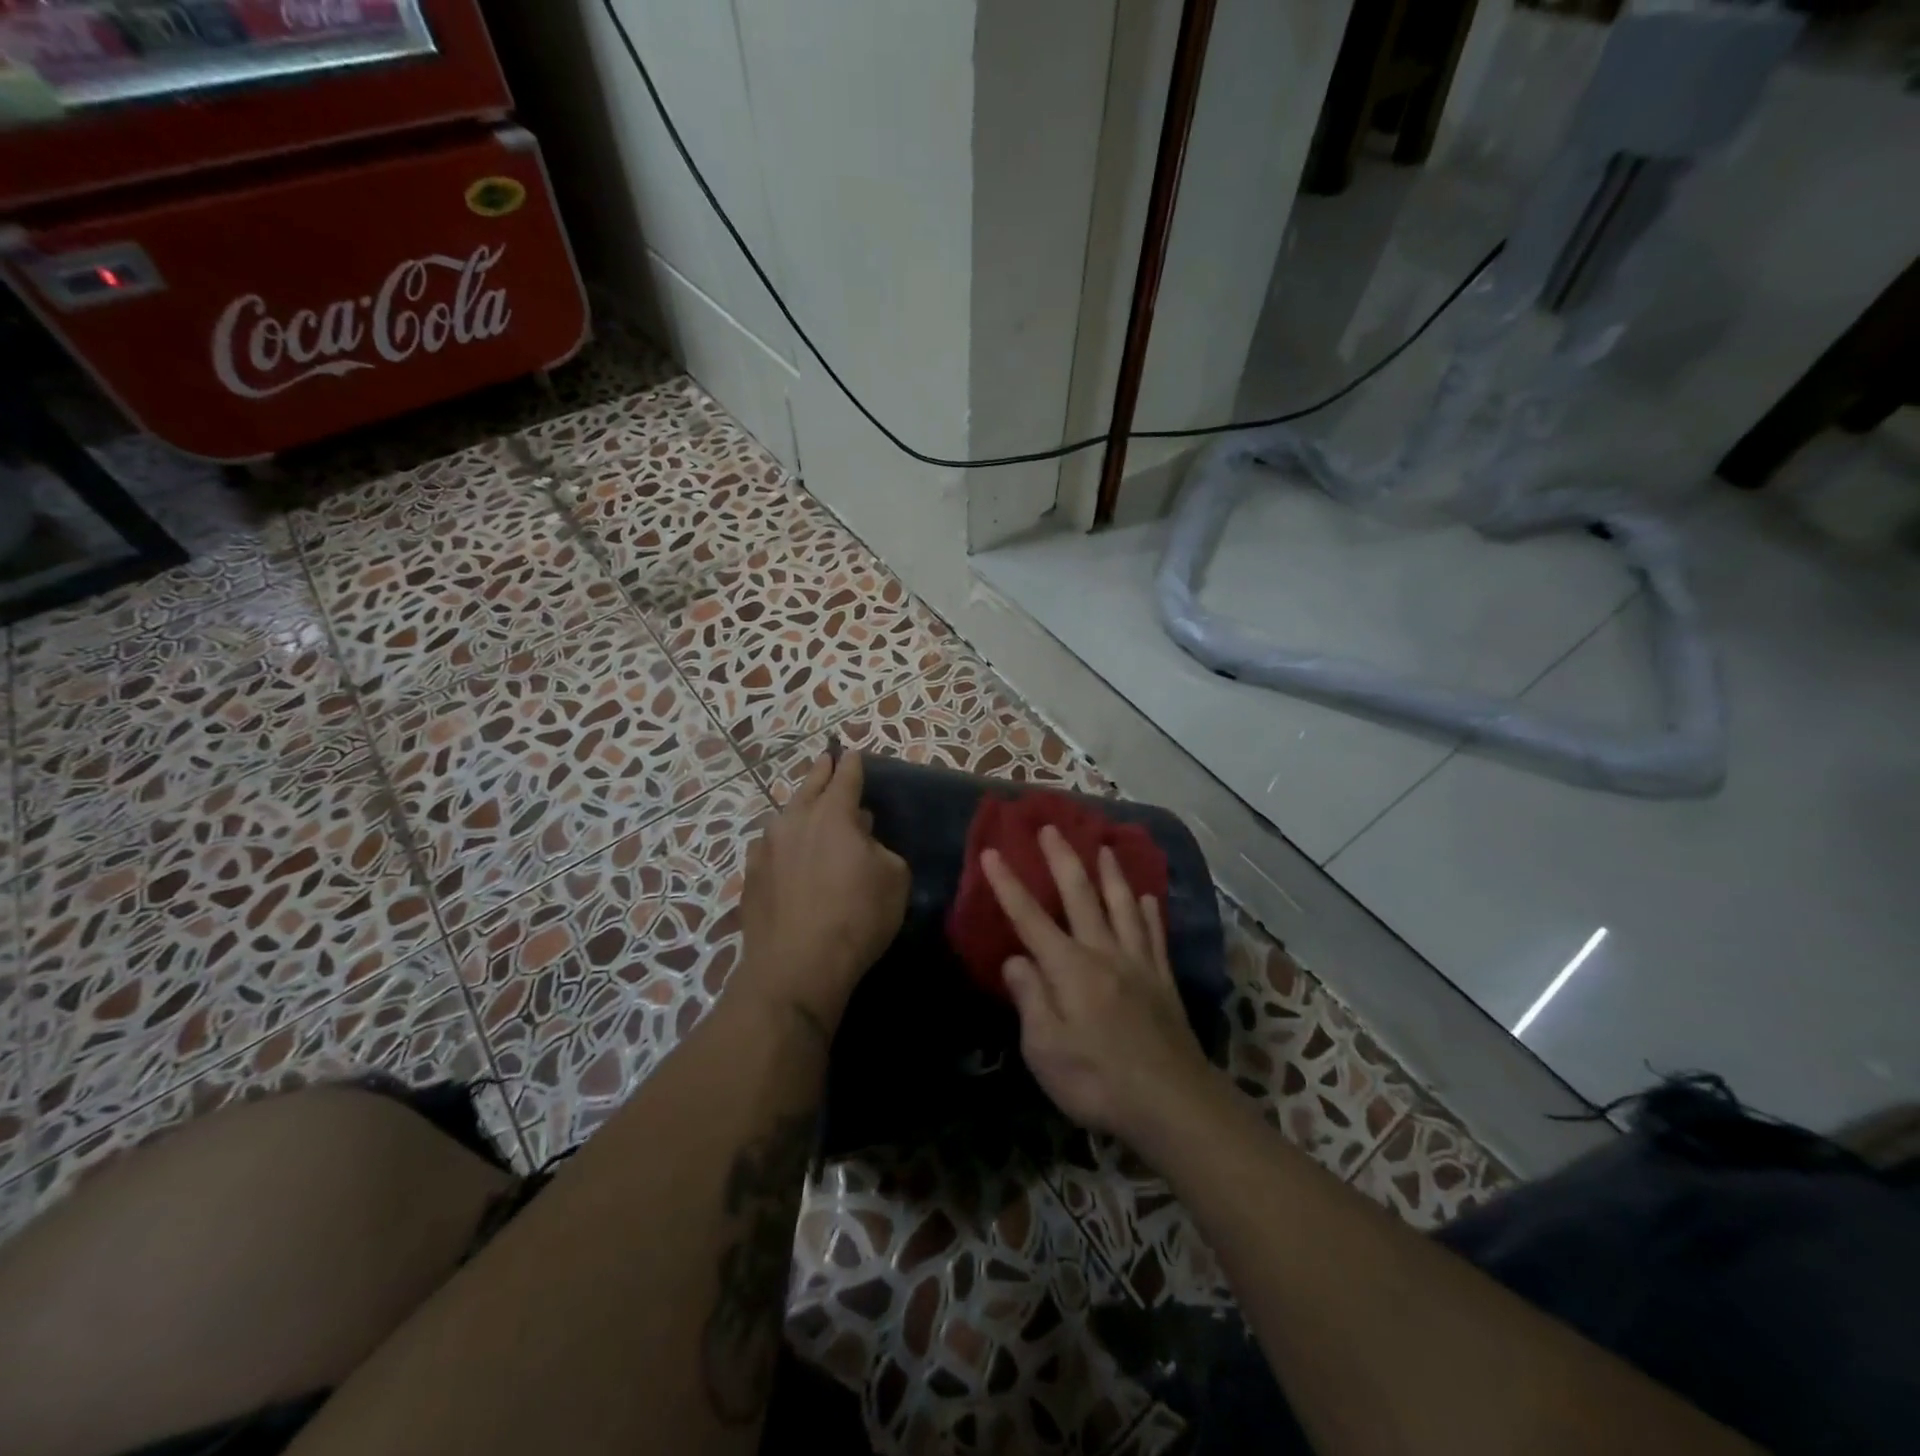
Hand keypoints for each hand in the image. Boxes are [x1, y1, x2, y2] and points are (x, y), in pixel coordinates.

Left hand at [735, 751, 909, 1035]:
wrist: (797, 966)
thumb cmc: (857, 916)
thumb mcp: (894, 878)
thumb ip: (881, 849)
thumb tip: (863, 842)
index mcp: (832, 814)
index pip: (845, 777)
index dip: (851, 764)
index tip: (851, 752)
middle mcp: (794, 821)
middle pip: (809, 787)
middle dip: (820, 772)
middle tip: (826, 761)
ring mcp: (766, 849)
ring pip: (785, 818)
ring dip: (800, 810)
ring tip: (808, 810)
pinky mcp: (750, 877)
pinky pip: (770, 848)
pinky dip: (783, 844)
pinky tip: (786, 853)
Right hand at [981, 827, 1213, 1144]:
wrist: (1173, 1104)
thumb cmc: (1098, 1081)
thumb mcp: (1045, 1050)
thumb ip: (1030, 998)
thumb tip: (1016, 959)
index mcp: (1069, 969)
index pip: (1030, 918)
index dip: (1008, 884)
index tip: (993, 852)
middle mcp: (1104, 953)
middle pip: (1080, 896)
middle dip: (1062, 859)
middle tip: (1051, 827)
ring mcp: (1138, 964)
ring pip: (1122, 906)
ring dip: (1111, 873)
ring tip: (1104, 846)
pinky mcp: (1163, 981)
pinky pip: (1154, 935)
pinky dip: (1149, 912)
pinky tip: (1148, 898)